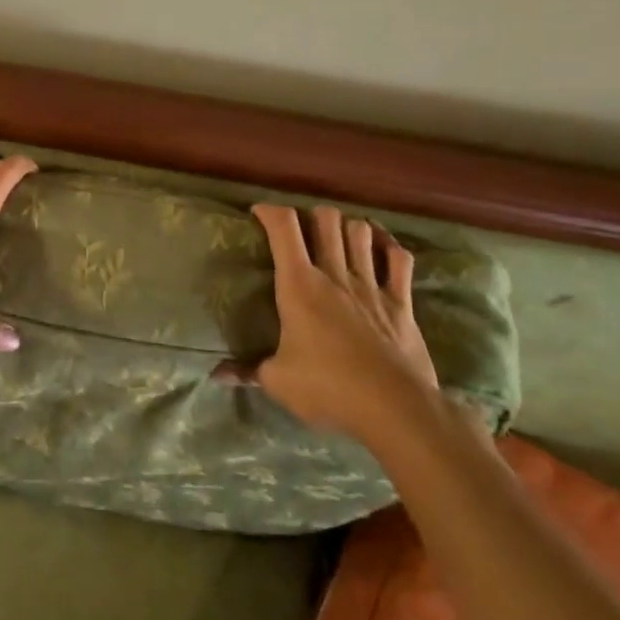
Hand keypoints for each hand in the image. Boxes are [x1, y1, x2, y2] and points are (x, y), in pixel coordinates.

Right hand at [223, 204, 440, 443]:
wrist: (395, 408)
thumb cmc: (329, 388)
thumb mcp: (278, 381)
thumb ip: (248, 371)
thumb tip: (218, 375)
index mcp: (300, 285)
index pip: (283, 227)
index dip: (269, 211)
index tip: (258, 213)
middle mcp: (335, 274)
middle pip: (326, 219)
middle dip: (311, 215)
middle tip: (301, 231)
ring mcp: (371, 285)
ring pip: (360, 232)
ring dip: (347, 227)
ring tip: (337, 237)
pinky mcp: (401, 302)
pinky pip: (399, 259)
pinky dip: (388, 245)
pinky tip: (380, 247)